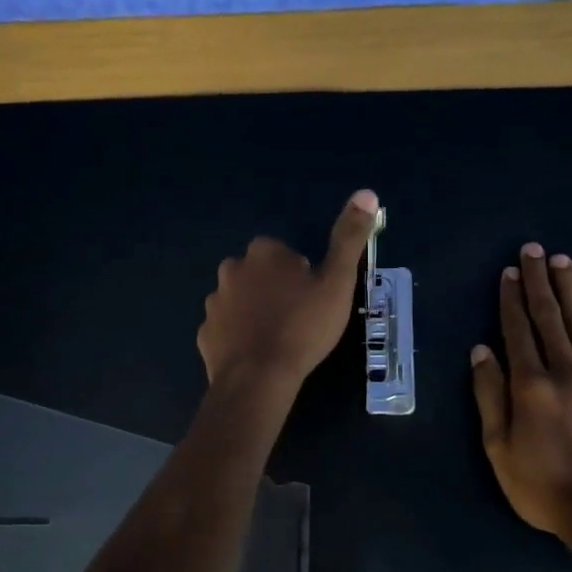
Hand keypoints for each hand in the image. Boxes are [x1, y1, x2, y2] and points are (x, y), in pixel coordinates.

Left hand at [198, 190, 378, 390]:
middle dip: (276, 290)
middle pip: (260, 274)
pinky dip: (238, 337)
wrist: (259, 378)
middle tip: (298, 320)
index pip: (286, 254)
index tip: (313, 300)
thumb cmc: (303, 327)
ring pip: (241, 300)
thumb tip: (366, 193)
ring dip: (256, 312)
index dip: (303, 276)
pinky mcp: (205, 334)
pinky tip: (256, 355)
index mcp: (263, 253)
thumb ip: (349, 238)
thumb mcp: (337, 281)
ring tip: (277, 340)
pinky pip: (226, 329)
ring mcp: (215, 303)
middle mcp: (232, 269)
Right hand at [471, 243, 571, 541]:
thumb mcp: (500, 450)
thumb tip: (481, 351)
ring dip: (570, 288)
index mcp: (531, 386)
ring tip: (561, 261)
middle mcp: (567, 371)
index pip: (518, 331)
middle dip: (539, 281)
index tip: (508, 273)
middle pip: (550, 317)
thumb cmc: (545, 488)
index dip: (511, 300)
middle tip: (532, 250)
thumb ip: (490, 397)